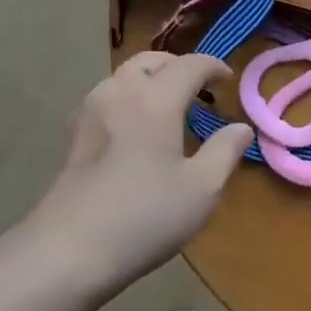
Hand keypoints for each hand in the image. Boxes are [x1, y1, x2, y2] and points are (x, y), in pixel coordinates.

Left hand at [29, 53, 253, 290]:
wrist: (69, 249)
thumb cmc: (144, 216)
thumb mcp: (201, 189)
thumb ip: (225, 151)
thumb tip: (241, 128)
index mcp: (155, 99)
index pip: (189, 65)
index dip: (213, 66)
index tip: (228, 79)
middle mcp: (119, 92)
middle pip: (151, 61)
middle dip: (178, 67)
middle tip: (199, 88)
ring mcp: (90, 110)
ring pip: (124, 76)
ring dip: (151, 80)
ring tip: (169, 106)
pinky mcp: (74, 133)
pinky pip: (107, 97)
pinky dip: (129, 97)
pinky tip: (135, 127)